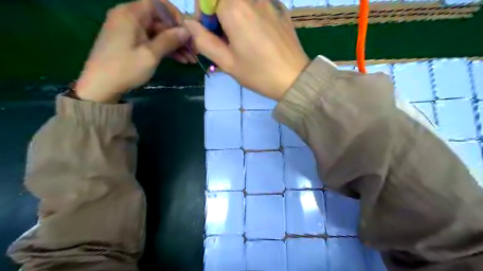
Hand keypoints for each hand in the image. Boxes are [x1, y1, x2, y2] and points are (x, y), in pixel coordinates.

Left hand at [75, 0, 190, 102]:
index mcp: (130, 14)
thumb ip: (169, 40)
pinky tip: (180, 60)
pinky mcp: (130, 42)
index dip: (174, 15)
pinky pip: (151, 40)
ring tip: (189, 59)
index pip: (157, 4)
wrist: (100, 85)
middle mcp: (129, 17)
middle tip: (193, 50)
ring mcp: (129, 31)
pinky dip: (165, 49)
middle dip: (178, 35)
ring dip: (174, 45)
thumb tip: (186, 30)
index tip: (186, 31)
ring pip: (157, 32)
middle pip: (159, 20)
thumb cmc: (125, 68)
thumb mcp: (150, 54)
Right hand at [186, 0, 308, 98]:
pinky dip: (249, 15)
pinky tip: (256, 36)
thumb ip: (203, 41)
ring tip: (241, 40)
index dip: (203, 13)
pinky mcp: (280, 9)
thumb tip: (189, 24)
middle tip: (224, 39)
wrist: (294, 79)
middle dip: (218, 15)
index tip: (208, 32)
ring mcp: (269, 1)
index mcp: (235, 9)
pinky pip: (257, 5)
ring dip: (234, 15)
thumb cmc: (258, 74)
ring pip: (241, 3)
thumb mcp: (227, 62)